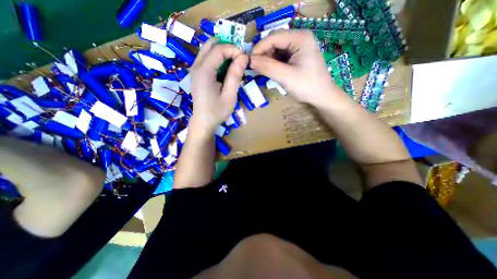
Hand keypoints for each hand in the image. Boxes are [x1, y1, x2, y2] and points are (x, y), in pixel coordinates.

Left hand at [189, 38, 247, 134]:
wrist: (203, 122)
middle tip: (239, 59)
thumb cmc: (217, 111)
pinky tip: (225, 71)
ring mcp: (195, 69)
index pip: (219, 49)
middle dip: (227, 47)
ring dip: (223, 52)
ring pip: (208, 50)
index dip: (234, 50)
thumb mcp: (229, 96)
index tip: (245, 59)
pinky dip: (218, 59)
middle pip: (211, 44)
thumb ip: (235, 75)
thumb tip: (244, 57)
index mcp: (204, 71)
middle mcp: (196, 66)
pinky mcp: (197, 74)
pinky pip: (207, 58)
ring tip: (234, 65)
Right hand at [253, 31, 346, 106]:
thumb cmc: (307, 86)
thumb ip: (268, 67)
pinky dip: (274, 63)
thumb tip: (250, 60)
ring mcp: (299, 47)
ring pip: (277, 50)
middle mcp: (300, 38)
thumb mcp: (286, 77)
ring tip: (264, 72)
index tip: (250, 62)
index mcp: (300, 38)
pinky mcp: (298, 56)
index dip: (259, 48)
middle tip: (257, 69)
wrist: (322, 96)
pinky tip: (272, 72)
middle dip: (264, 55)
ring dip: (268, 60)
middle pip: (275, 42)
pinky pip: (281, 56)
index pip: (273, 37)